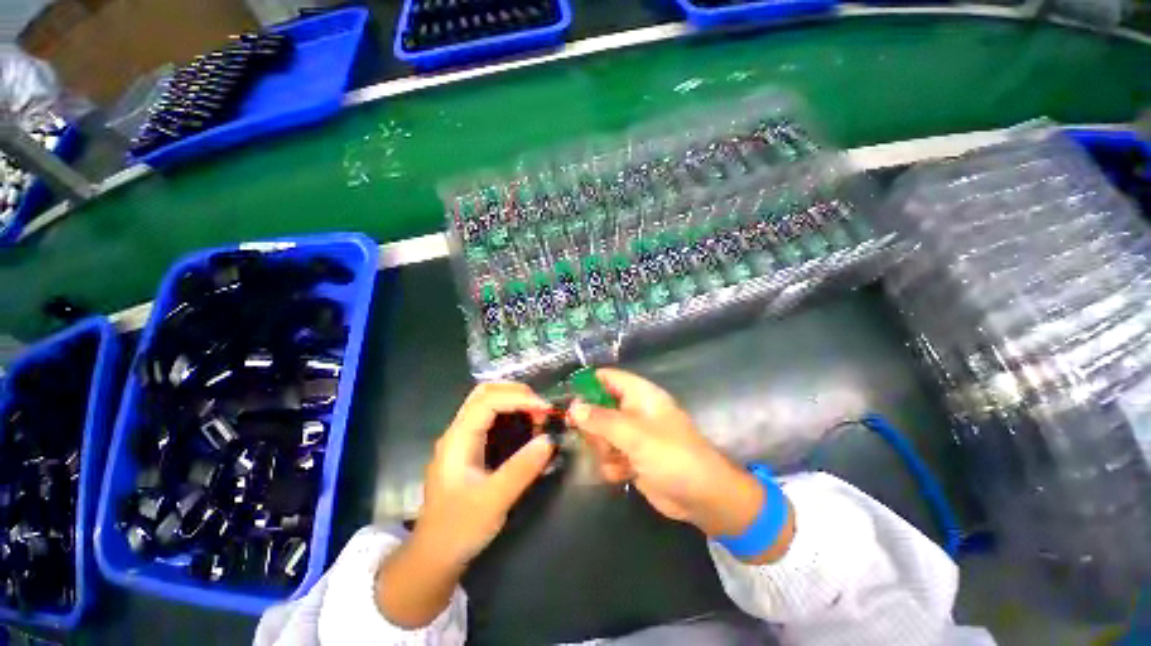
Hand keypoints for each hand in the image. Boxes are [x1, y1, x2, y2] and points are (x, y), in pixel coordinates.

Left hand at [377, 382, 553, 627]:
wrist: (433, 556)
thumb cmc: (459, 529)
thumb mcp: (494, 501)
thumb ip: (522, 469)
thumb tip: (549, 440)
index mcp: (458, 439)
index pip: (488, 400)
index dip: (519, 398)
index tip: (545, 409)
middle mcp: (458, 431)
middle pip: (485, 392)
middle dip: (516, 393)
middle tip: (542, 407)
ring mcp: (462, 438)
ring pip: (488, 402)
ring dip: (514, 401)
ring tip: (538, 416)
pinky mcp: (470, 447)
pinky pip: (491, 418)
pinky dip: (512, 413)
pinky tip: (527, 427)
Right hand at [569, 368, 793, 561]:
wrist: (702, 498)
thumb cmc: (672, 456)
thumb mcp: (635, 435)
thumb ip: (601, 420)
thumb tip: (573, 406)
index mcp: (639, 395)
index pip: (608, 378)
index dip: (587, 384)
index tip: (566, 399)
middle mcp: (634, 411)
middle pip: (598, 408)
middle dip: (593, 427)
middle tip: (597, 440)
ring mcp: (632, 435)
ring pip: (600, 434)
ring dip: (602, 450)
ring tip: (617, 459)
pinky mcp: (631, 457)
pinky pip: (608, 455)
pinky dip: (611, 465)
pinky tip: (623, 474)